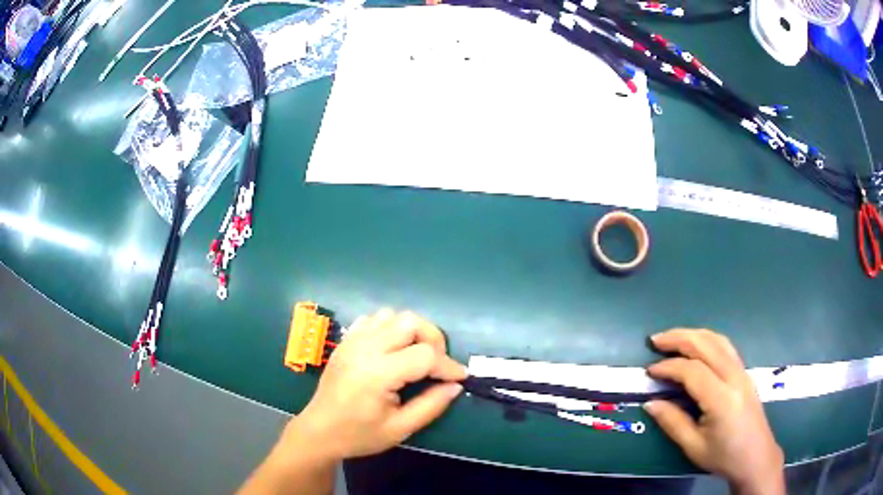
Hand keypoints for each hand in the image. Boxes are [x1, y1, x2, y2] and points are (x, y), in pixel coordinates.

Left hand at [290, 309, 466, 460]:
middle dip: (433, 339)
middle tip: (437, 364)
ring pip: (393, 315)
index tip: (460, 378)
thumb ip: (431, 405)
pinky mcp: (346, 340)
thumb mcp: (400, 429)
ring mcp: (352, 341)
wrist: (319, 431)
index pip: (425, 355)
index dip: (448, 366)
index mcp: (378, 374)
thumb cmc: (359, 434)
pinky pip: (374, 319)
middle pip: (411, 322)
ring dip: (412, 331)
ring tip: (416, 355)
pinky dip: (391, 327)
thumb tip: (455, 385)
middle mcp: (365, 349)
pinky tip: (392, 349)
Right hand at [644, 329, 784, 494]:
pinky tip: (697, 346)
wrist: (756, 456)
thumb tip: (650, 403)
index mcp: (721, 399)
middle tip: (655, 340)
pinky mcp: (745, 372)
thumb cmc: (724, 456)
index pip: (692, 371)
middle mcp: (734, 377)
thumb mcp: (693, 446)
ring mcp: (742, 372)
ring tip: (673, 338)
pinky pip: (725, 346)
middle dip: (679, 338)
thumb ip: (672, 422)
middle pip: (706, 345)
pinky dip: (707, 340)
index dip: (668, 367)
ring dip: (693, 334)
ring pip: (718, 340)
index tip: (649, 372)